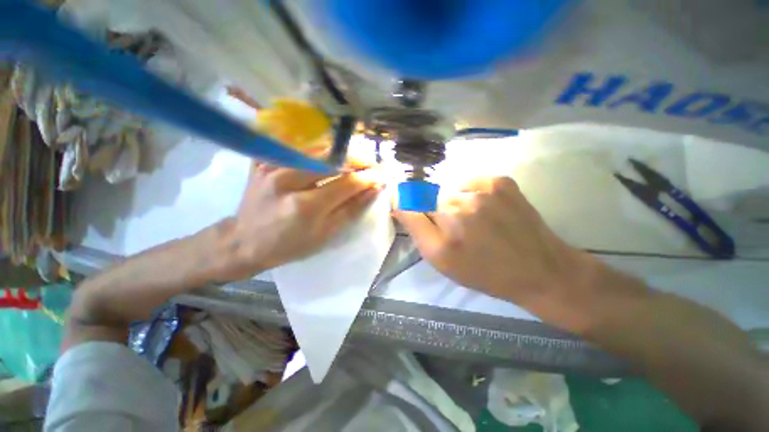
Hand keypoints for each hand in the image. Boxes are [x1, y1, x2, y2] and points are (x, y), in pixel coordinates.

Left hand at [207, 161, 380, 281]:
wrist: (245, 241)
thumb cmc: (289, 245)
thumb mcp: (325, 235)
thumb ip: (351, 210)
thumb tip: (373, 190)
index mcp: (305, 206)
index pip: (347, 183)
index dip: (368, 177)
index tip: (382, 174)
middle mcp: (287, 180)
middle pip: (332, 159)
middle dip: (358, 159)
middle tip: (372, 164)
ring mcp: (271, 166)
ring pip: (316, 149)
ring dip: (341, 152)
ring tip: (355, 159)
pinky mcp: (263, 161)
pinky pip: (295, 147)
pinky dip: (316, 149)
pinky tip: (327, 154)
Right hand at [394, 176, 600, 327]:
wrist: (538, 270)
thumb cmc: (483, 271)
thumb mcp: (441, 260)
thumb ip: (416, 228)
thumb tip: (398, 203)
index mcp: (445, 225)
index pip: (412, 203)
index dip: (412, 208)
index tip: (417, 215)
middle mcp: (461, 202)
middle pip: (432, 196)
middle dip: (437, 211)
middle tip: (455, 229)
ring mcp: (484, 187)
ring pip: (451, 189)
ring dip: (454, 202)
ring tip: (474, 221)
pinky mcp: (501, 181)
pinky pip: (471, 182)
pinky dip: (471, 193)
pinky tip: (486, 209)